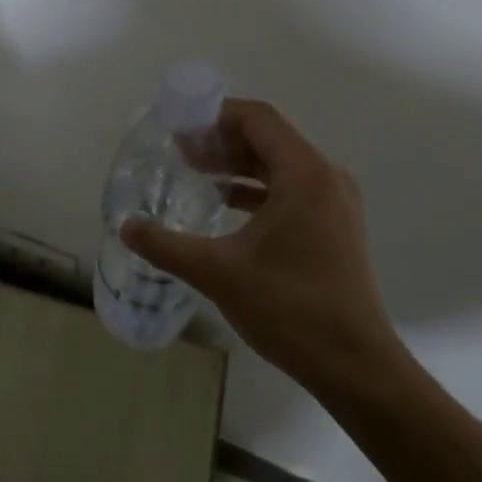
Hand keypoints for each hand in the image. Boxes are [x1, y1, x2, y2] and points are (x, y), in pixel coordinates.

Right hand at [123, 100, 404, 393]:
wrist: (355, 366)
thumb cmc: (290, 308)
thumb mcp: (218, 272)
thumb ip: (166, 245)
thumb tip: (126, 226)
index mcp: (304, 174)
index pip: (257, 119)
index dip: (214, 114)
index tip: (178, 125)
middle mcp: (325, 178)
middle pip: (267, 137)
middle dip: (220, 139)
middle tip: (178, 150)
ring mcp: (334, 203)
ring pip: (278, 164)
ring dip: (236, 163)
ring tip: (194, 171)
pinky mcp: (333, 227)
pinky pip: (289, 189)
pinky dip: (254, 188)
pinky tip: (223, 204)